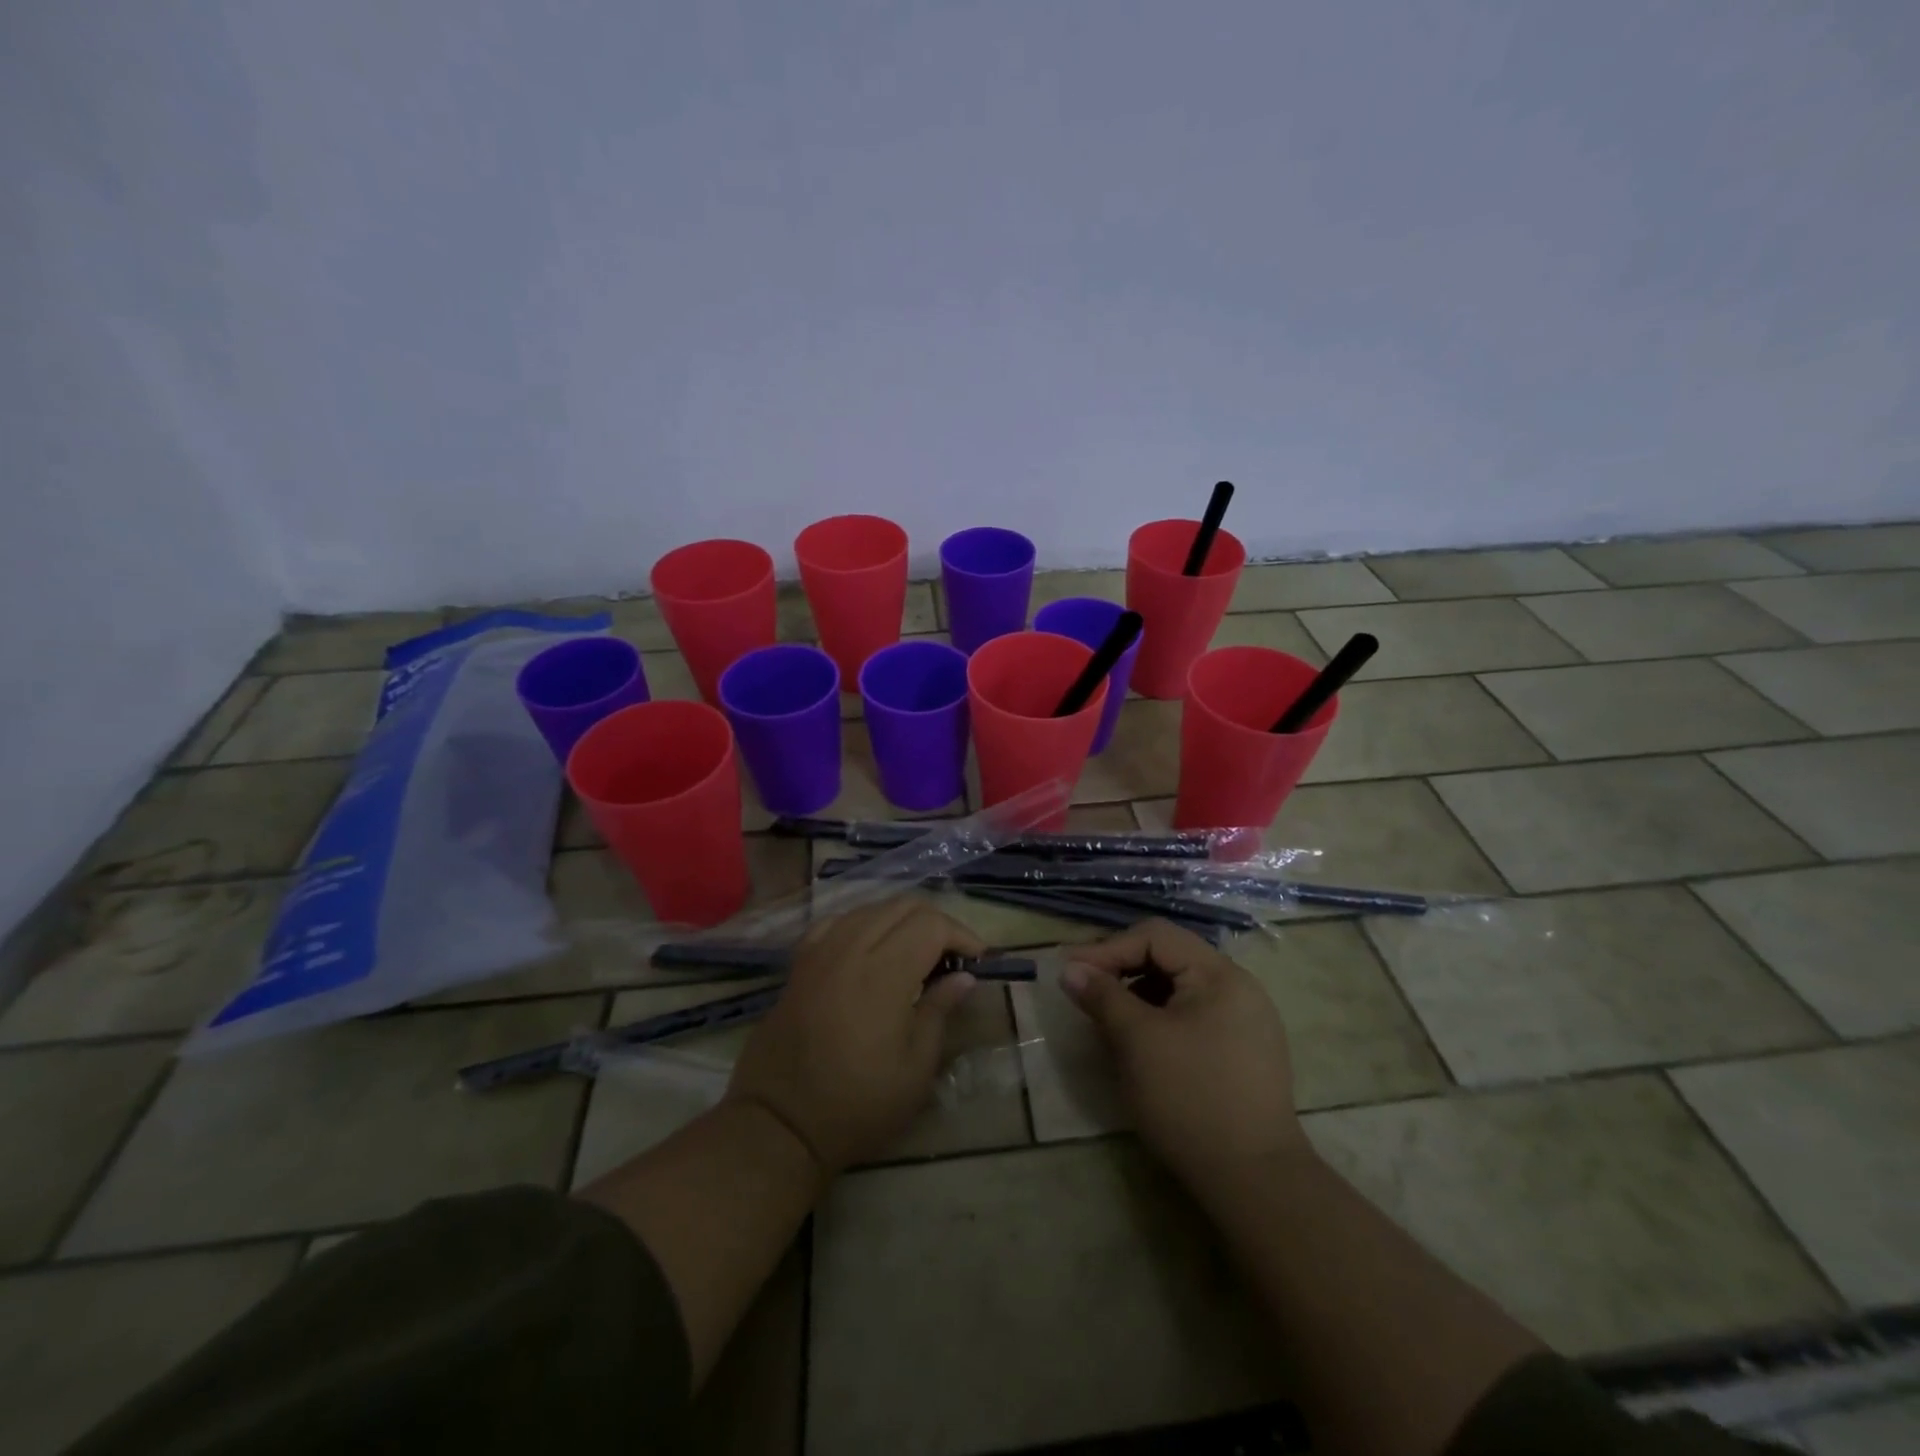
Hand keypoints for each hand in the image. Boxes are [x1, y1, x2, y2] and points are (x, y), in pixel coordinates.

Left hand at [727, 896, 983, 1176]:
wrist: (779, 1122)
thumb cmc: (857, 1103)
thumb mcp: (914, 1068)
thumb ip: (939, 1011)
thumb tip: (963, 977)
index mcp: (884, 973)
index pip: (931, 924)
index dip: (962, 934)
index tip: (978, 960)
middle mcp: (851, 948)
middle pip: (903, 905)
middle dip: (936, 922)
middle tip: (953, 956)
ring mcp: (821, 951)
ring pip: (870, 908)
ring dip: (901, 921)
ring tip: (917, 953)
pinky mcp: (800, 962)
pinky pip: (837, 922)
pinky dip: (864, 925)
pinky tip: (870, 949)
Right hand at [1061, 919, 1308, 1188]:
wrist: (1254, 1182)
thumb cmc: (1190, 1099)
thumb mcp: (1136, 1041)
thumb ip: (1102, 996)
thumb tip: (1070, 969)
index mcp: (1219, 974)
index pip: (1155, 937)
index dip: (1108, 949)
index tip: (1071, 974)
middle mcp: (1239, 988)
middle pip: (1169, 958)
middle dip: (1123, 971)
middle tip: (1086, 994)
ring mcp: (1246, 1022)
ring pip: (1179, 989)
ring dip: (1139, 996)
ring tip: (1108, 1022)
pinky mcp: (1244, 1053)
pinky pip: (1194, 1016)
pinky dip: (1160, 1019)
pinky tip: (1140, 1045)